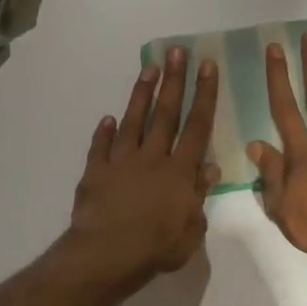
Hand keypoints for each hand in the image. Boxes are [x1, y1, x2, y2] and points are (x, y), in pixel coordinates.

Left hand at [67, 47, 220, 288]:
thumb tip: (210, 168)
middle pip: (166, 114)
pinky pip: (100, 147)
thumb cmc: (157, 248)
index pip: (197, 127)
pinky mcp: (96, 172)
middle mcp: (152, 158)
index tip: (207, 67)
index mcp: (180, 172)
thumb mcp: (192, 229)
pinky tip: (107, 119)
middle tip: (178, 51)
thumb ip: (199, 196)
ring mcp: (121, 162)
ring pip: (133, 121)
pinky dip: (104, 132)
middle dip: (174, 81)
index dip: (204, 96)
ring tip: (148, 68)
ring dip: (141, 94)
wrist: (107, 254)